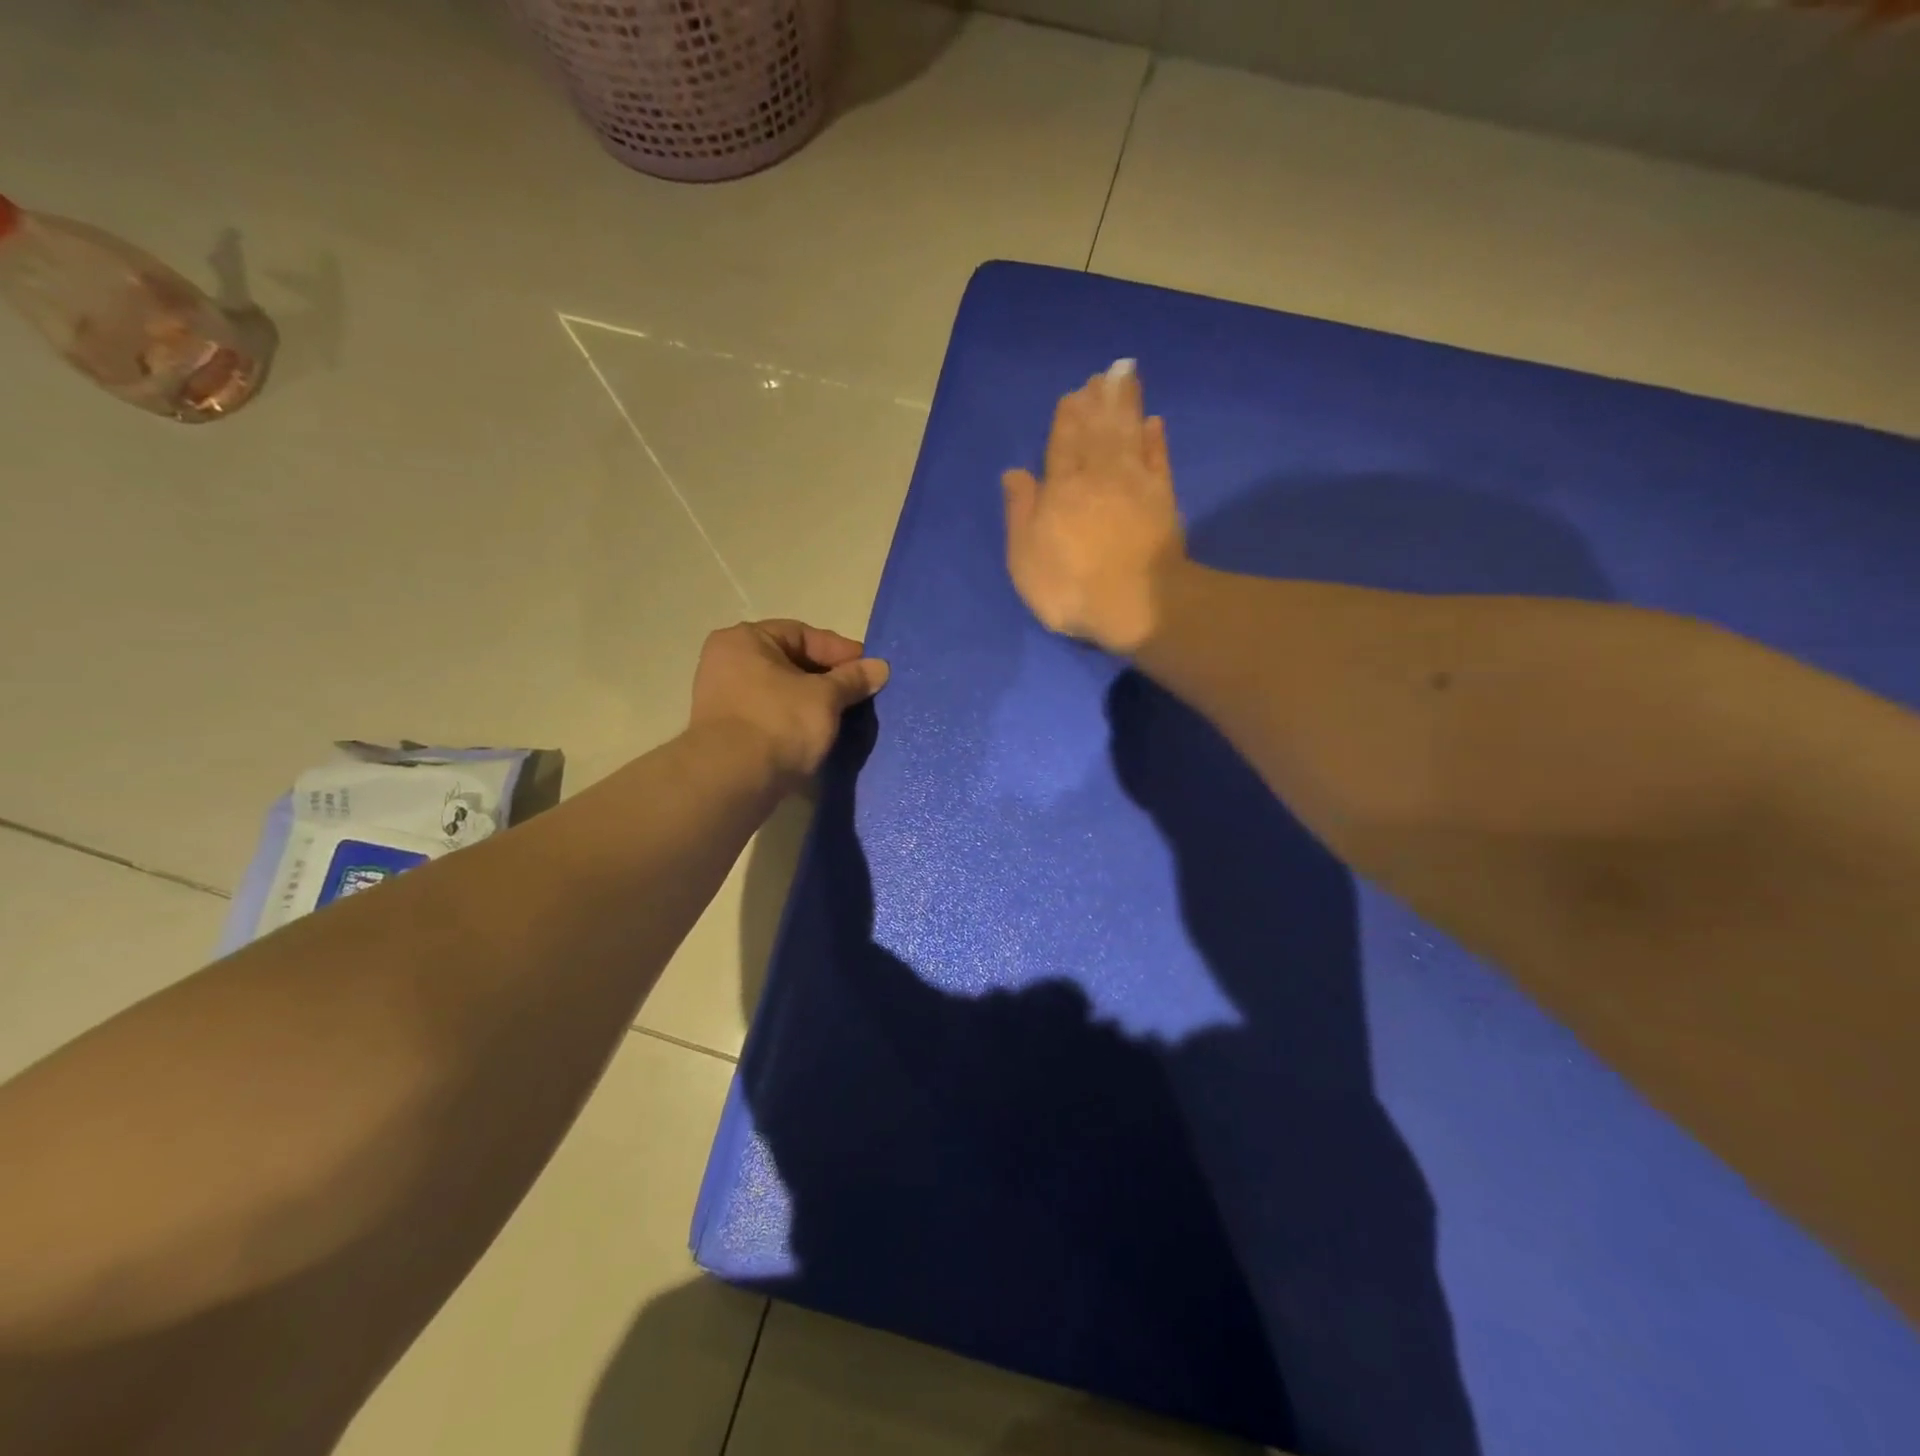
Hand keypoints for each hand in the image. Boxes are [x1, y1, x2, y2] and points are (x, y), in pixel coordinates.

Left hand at [689, 620, 890, 784]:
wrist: (732, 780)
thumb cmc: (779, 723)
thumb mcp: (826, 697)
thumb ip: (853, 679)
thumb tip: (881, 667)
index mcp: (745, 640)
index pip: (803, 634)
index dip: (840, 651)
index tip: (869, 669)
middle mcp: (726, 661)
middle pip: (790, 662)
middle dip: (827, 678)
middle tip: (859, 693)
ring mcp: (722, 697)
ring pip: (780, 690)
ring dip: (812, 701)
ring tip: (844, 715)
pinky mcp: (726, 731)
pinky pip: (769, 714)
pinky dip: (794, 719)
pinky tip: (817, 733)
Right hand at [1002, 362, 1186, 653]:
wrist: (1135, 603)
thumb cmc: (1069, 586)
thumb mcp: (1025, 556)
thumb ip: (1021, 511)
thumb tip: (1014, 472)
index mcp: (1061, 487)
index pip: (1062, 443)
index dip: (1067, 419)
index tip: (1073, 394)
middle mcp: (1098, 475)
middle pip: (1097, 431)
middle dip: (1098, 402)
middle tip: (1103, 374)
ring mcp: (1134, 484)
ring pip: (1128, 434)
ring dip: (1125, 405)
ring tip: (1125, 377)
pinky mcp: (1163, 499)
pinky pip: (1158, 459)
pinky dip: (1155, 439)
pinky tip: (1154, 422)